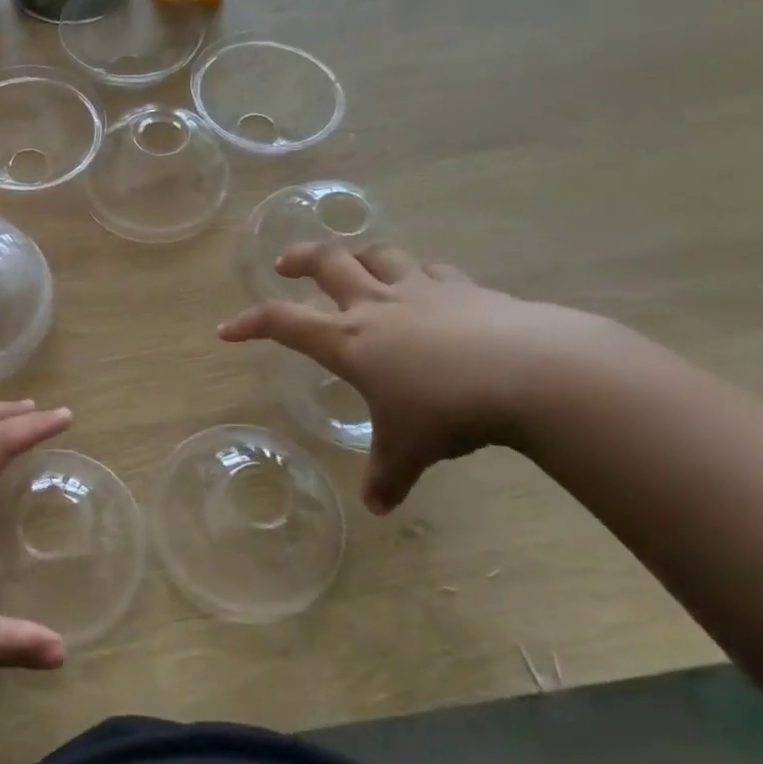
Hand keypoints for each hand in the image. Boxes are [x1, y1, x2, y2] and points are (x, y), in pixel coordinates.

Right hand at [219, 244, 608, 513]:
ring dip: (359, 255)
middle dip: (300, 258)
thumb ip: (388, 475)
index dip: (250, 323)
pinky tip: (426, 285)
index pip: (284, 323)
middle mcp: (378, 306)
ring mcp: (424, 291)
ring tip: (353, 263)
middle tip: (284, 263)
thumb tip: (378, 508)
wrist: (535, 373)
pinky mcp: (467, 289)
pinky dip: (420, 274)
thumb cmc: (450, 411)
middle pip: (328, 263)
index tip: (227, 330)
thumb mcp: (410, 450)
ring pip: (380, 255)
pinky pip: (433, 271)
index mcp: (350, 341)